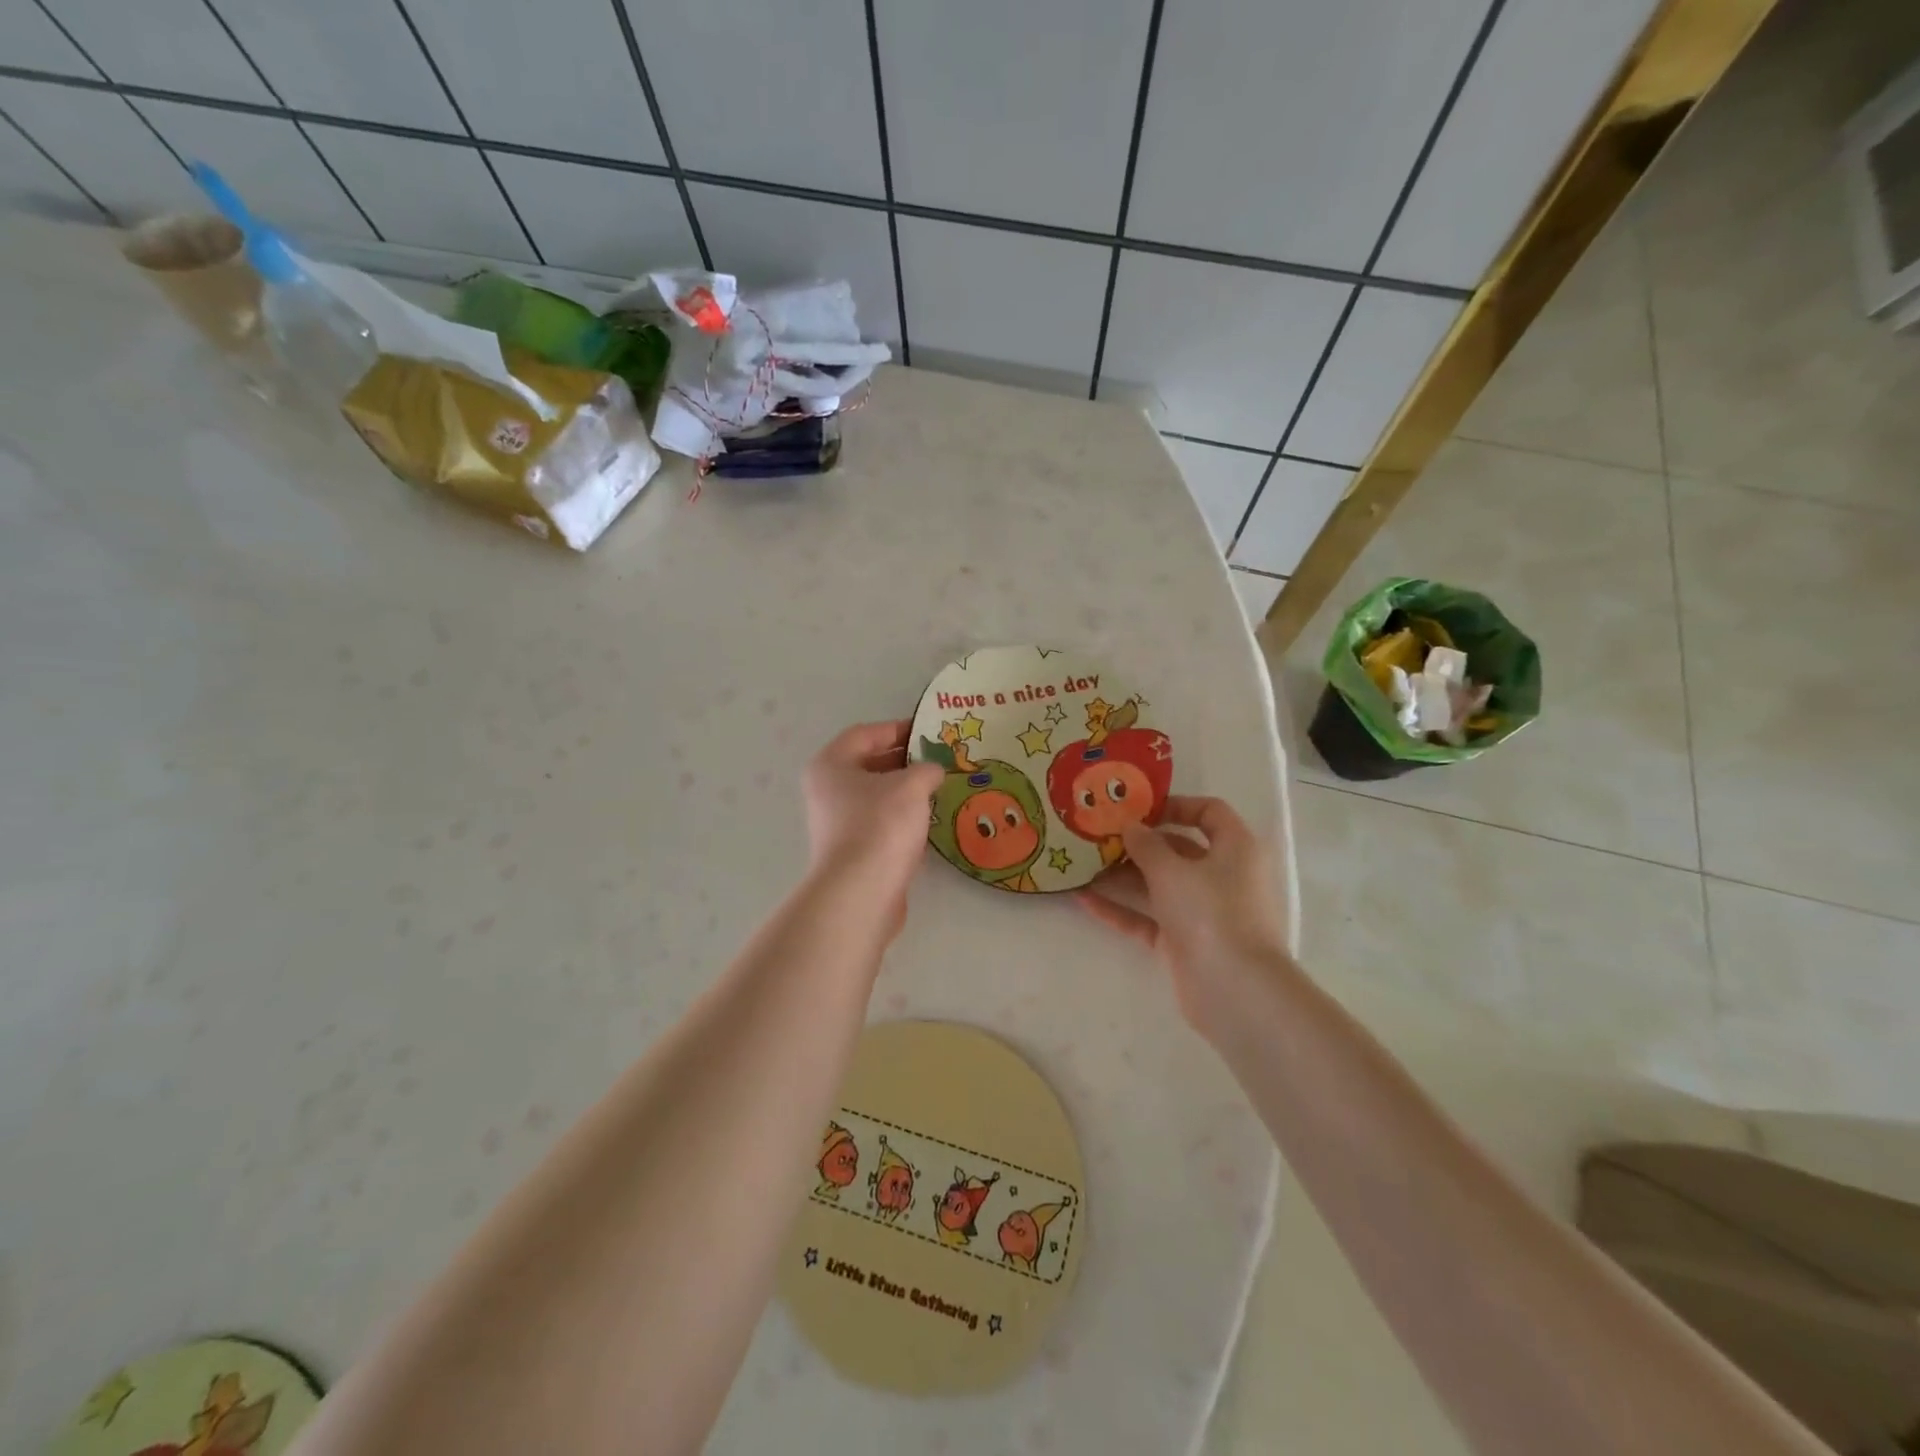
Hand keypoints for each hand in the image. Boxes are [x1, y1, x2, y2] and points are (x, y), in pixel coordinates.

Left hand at [801, 720, 942, 930]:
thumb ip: (926, 769)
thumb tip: (932, 772)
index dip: (897, 728)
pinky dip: (903, 821)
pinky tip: (930, 824)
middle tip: (939, 760)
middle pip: (869, 765)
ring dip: (906, 793)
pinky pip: (881, 825)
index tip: (928, 731)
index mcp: (831, 765)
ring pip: (877, 798)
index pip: (865, 734)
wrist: (861, 892)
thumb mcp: (911, 785)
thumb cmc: (880, 824)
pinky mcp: (853, 852)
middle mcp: (827, 791)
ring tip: (940, 790)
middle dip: (905, 761)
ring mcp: (838, 824)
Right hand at [1076, 796, 1290, 1037]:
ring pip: (1158, 885)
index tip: (1137, 809)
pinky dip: (1120, 909)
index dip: (1175, 805)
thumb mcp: (1173, 870)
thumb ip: (1146, 845)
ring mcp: (1202, 912)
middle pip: (1177, 850)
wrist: (1235, 990)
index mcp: (1235, 848)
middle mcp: (1222, 876)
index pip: (1209, 812)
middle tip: (1096, 835)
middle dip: (1137, 843)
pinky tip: (1083, 899)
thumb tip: (1130, 827)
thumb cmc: (1212, 912)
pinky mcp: (1183, 942)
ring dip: (1121, 875)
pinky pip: (1147, 918)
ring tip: (1081, 864)